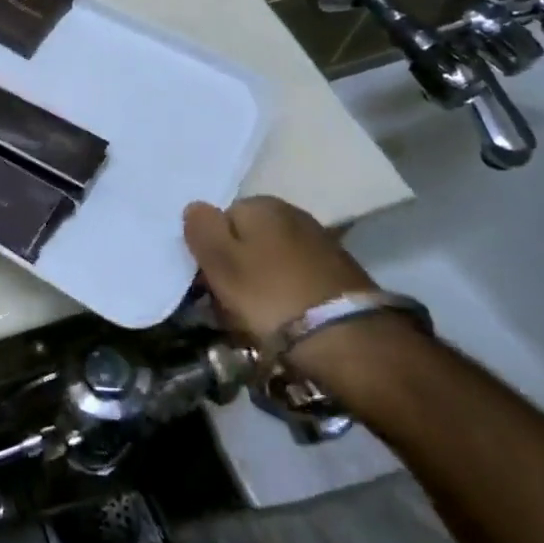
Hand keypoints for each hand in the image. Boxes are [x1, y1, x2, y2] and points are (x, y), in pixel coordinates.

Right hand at [183, 196, 375, 345]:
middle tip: (231, 302)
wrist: (347, 338)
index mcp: (261, 204)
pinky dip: (288, 293)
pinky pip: (298, 277)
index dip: (212, 250)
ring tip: (259, 315)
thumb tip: (196, 207)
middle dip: (238, 265)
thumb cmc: (269, 294)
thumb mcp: (219, 260)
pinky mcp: (342, 273)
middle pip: (249, 238)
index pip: (222, 218)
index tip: (211, 281)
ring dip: (263, 281)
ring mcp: (321, 242)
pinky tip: (288, 317)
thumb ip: (201, 227)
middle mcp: (293, 213)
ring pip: (273, 258)